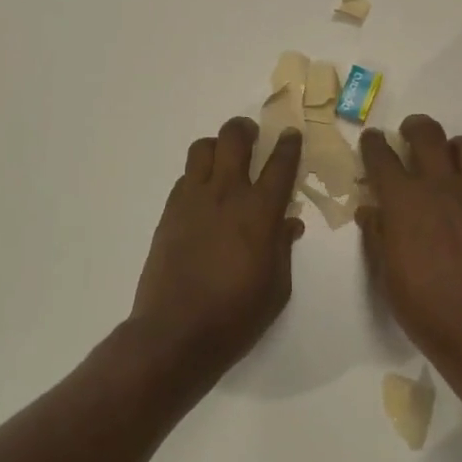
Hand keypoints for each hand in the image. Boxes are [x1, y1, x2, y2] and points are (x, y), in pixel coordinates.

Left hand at [129, 117, 304, 388]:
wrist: (175, 333)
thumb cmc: (236, 315)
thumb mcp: (277, 287)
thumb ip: (283, 247)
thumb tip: (289, 222)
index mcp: (259, 212)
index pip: (280, 164)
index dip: (289, 144)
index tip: (292, 134)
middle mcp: (226, 194)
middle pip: (234, 138)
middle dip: (246, 129)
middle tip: (253, 136)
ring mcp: (193, 200)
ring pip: (202, 148)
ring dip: (217, 146)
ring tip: (224, 160)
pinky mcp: (169, 212)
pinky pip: (185, 177)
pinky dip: (198, 176)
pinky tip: (204, 196)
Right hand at [357, 116, 461, 369]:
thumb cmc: (426, 308)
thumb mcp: (387, 275)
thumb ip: (378, 235)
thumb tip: (371, 210)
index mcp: (405, 200)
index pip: (382, 156)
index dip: (373, 143)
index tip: (372, 139)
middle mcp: (441, 185)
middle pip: (427, 134)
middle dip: (413, 127)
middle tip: (408, 134)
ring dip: (451, 146)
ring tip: (445, 161)